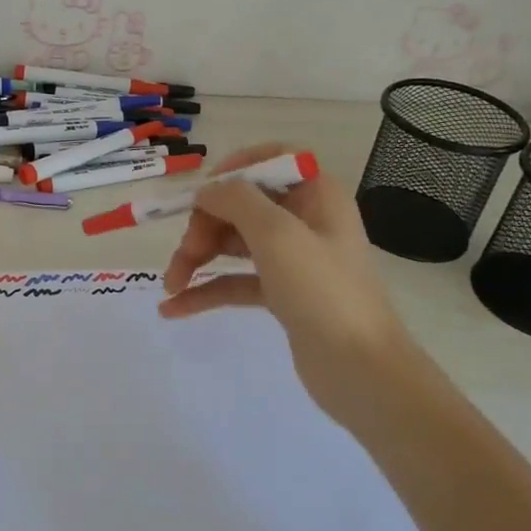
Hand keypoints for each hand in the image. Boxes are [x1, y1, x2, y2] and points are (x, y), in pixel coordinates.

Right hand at [158, 143, 410, 418]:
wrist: (360, 370)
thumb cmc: (322, 291)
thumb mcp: (277, 234)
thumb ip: (237, 200)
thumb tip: (207, 191)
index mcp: (316, 194)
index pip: (271, 160)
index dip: (233, 169)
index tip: (201, 193)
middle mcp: (305, 219)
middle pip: (242, 204)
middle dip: (205, 225)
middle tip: (185, 254)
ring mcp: (293, 259)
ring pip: (234, 243)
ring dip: (198, 257)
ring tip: (171, 285)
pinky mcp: (282, 294)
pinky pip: (236, 281)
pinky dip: (206, 290)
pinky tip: (174, 308)